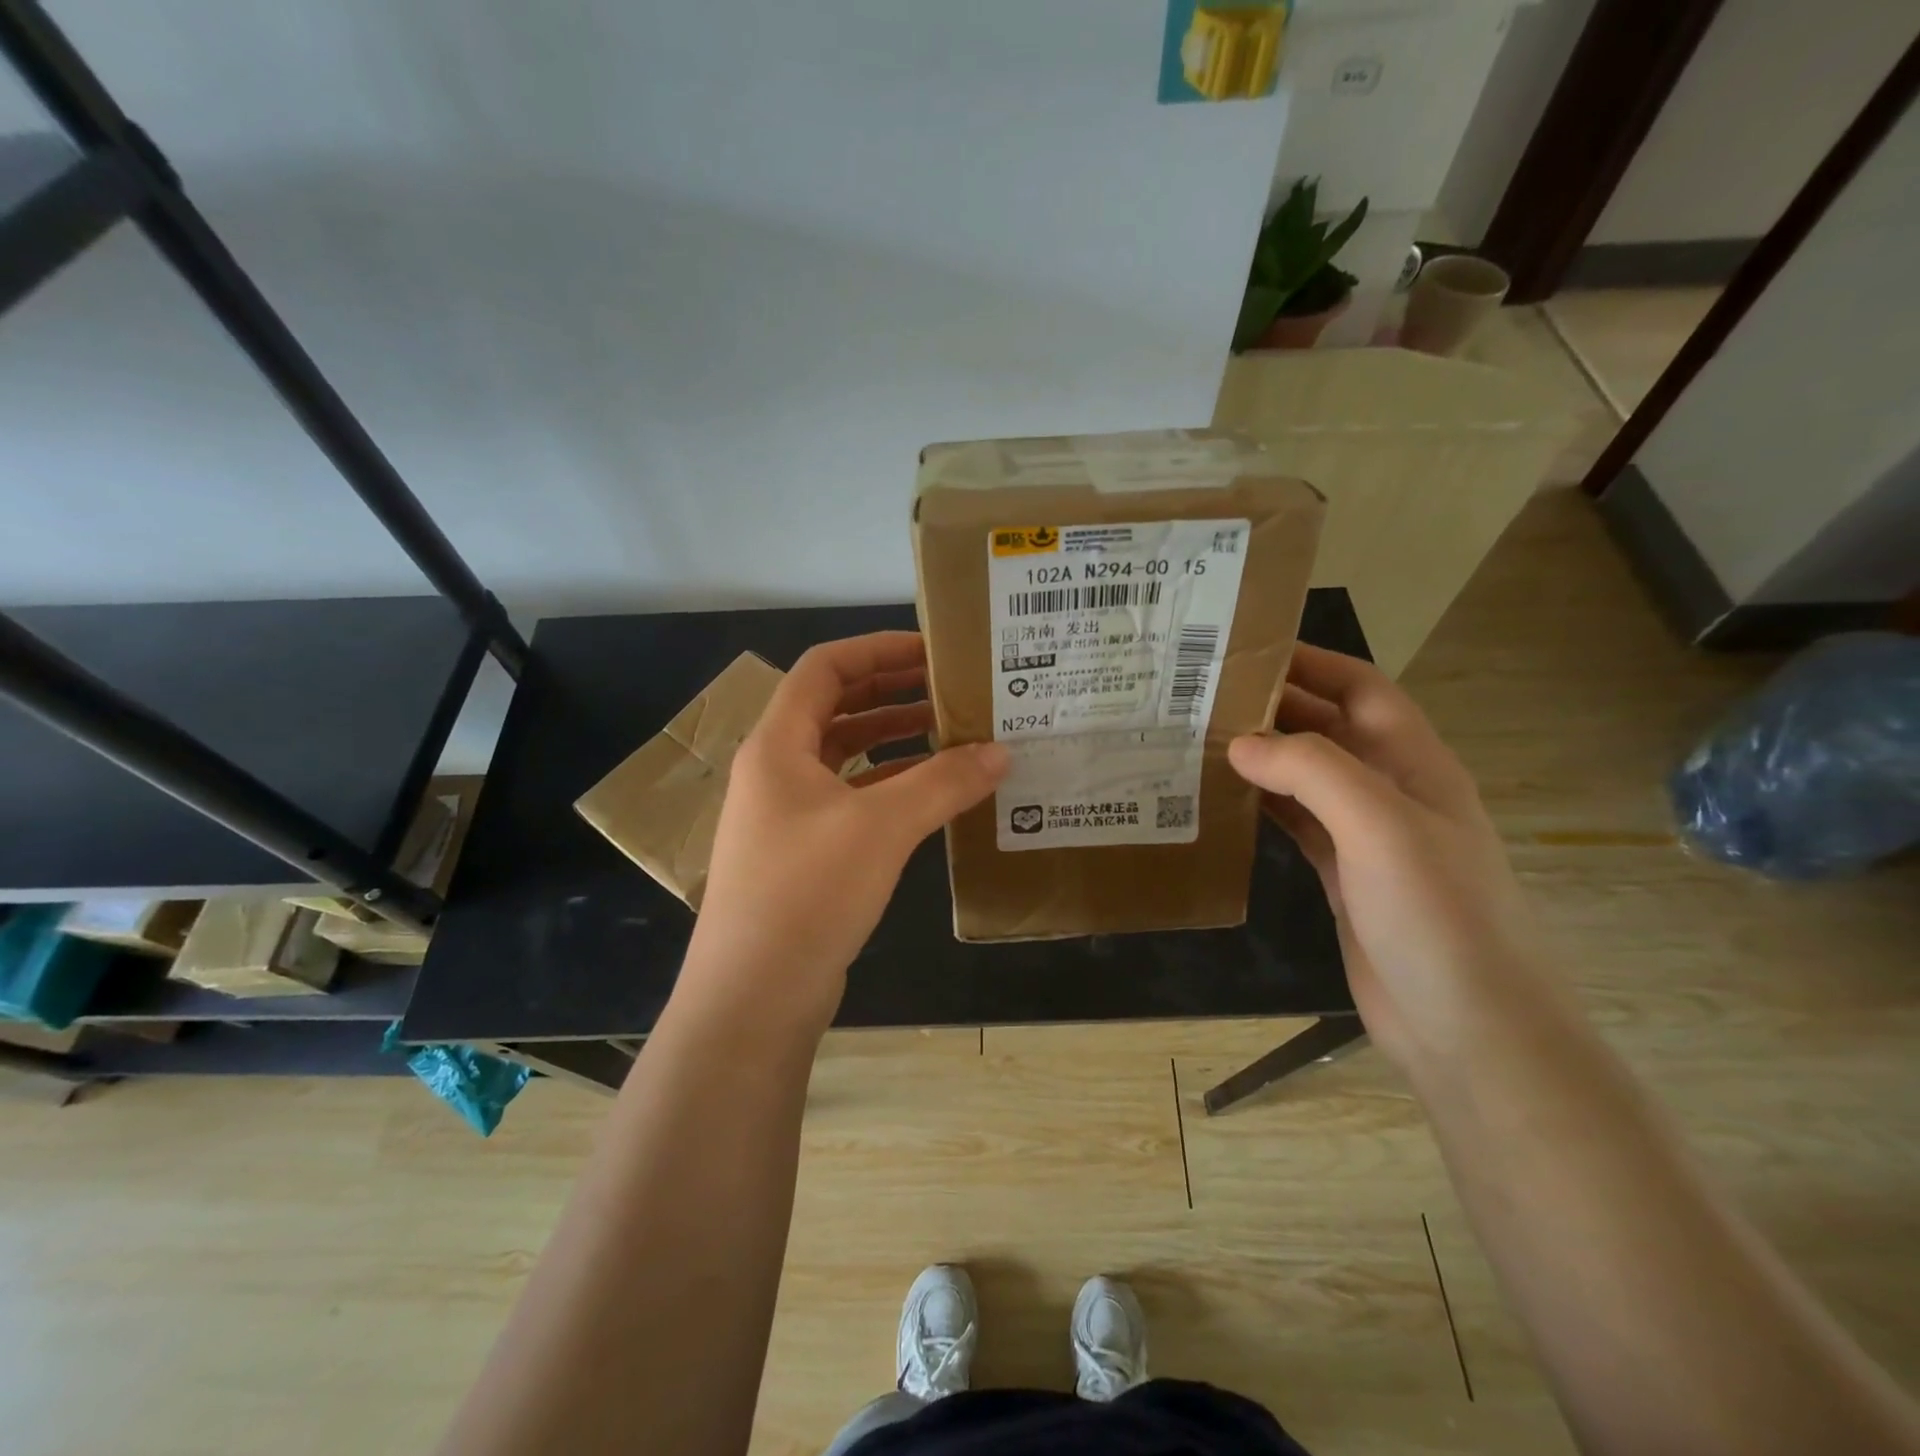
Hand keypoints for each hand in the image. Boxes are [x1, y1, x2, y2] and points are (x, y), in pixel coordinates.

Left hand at [685, 632, 1007, 1027]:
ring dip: (892, 740)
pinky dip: (888, 787)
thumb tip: (1001, 753)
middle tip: (949, 689)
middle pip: (834, 708)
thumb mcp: (881, 827)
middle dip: (890, 692)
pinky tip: (930, 795)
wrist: (754, 997)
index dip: (876, 649)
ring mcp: (786, 815)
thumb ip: (943, 783)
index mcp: (778, 744)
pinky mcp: (803, 853)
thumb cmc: (807, 893)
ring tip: (950, 735)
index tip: (931, 651)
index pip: (824, 668)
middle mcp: (776, 770)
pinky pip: (849, 800)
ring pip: (843, 757)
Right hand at [1228, 645, 1543, 1072]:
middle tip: (1202, 696)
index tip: (1246, 650)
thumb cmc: (1438, 916)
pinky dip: (1262, 806)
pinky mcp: (1343, 877)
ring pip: (1307, 777)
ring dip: (1262, 757)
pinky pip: (1296, 824)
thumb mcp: (1381, 828)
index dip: (1311, 662)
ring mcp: (1367, 838)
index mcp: (1415, 764)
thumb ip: (1313, 772)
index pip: (1361, 689)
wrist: (1471, 1029)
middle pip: (1328, 730)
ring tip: (1199, 741)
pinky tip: (1222, 801)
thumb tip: (1240, 741)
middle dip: (1274, 707)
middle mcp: (1391, 792)